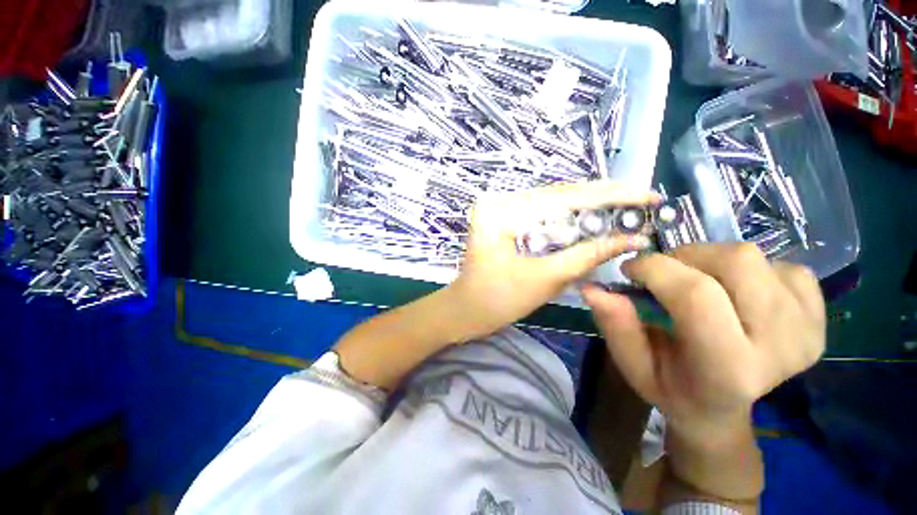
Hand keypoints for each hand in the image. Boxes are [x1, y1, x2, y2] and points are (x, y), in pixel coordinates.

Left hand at [447, 181, 658, 339]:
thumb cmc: (497, 300)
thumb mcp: (544, 279)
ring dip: (590, 203)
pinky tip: (595, 213)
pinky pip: (543, 212)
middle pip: (558, 194)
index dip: (609, 197)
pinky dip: (570, 215)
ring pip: (553, 201)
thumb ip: (586, 255)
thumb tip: (633, 239)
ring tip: (628, 203)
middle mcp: (500, 200)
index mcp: (501, 210)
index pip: (562, 198)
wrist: (465, 309)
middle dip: (603, 196)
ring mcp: (501, 207)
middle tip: (643, 197)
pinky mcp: (505, 218)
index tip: (647, 195)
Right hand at [582, 243, 825, 440]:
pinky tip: (739, 295)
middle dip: (686, 257)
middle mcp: (780, 349)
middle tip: (665, 274)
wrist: (722, 409)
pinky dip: (753, 271)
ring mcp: (808, 331)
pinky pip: (786, 267)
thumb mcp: (632, 363)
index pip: (696, 295)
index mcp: (726, 369)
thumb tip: (593, 288)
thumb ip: (614, 324)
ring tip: (698, 283)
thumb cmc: (670, 387)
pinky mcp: (821, 319)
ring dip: (713, 260)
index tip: (631, 268)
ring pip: (756, 257)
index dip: (656, 268)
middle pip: (736, 262)